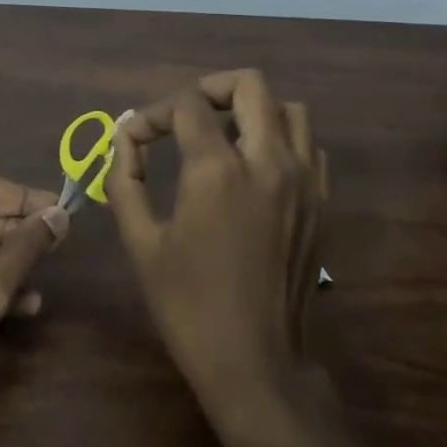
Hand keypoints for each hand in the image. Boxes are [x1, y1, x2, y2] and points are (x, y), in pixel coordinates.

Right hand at [106, 70, 329, 421]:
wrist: (256, 362)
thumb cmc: (189, 305)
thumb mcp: (142, 243)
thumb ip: (125, 181)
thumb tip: (124, 138)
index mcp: (218, 171)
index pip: (187, 105)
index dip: (153, 113)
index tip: (137, 137)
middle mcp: (268, 162)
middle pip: (250, 85)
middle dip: (211, 88)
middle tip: (187, 113)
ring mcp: (304, 181)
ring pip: (290, 109)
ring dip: (253, 110)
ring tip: (224, 137)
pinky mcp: (322, 203)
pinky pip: (309, 147)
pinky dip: (282, 141)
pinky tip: (257, 170)